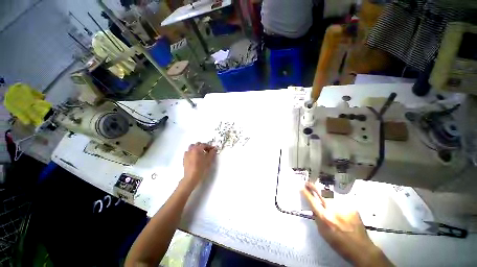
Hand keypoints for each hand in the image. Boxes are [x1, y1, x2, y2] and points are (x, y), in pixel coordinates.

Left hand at [183, 142, 216, 188]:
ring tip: (201, 153)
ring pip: (192, 147)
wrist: (191, 177)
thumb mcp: (209, 160)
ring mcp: (187, 153)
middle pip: (198, 144)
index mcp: (198, 149)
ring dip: (197, 148)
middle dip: (203, 146)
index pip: (204, 144)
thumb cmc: (201, 168)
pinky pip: (188, 152)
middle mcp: (191, 149)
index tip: (213, 149)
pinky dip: (192, 152)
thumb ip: (212, 153)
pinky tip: (195, 157)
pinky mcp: (184, 158)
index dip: (210, 146)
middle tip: (208, 151)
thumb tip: (214, 149)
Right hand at [302, 182, 392, 266]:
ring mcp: (344, 207)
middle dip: (312, 187)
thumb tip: (313, 208)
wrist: (361, 248)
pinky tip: (343, 214)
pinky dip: (339, 206)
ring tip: (333, 211)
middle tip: (307, 183)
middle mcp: (333, 209)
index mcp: (324, 217)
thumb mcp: (323, 233)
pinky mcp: (352, 207)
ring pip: (331, 198)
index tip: (301, 187)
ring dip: (328, 201)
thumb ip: (317, 218)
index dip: (305, 193)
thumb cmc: (339, 243)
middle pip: (320, 193)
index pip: (311, 201)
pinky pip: (341, 203)